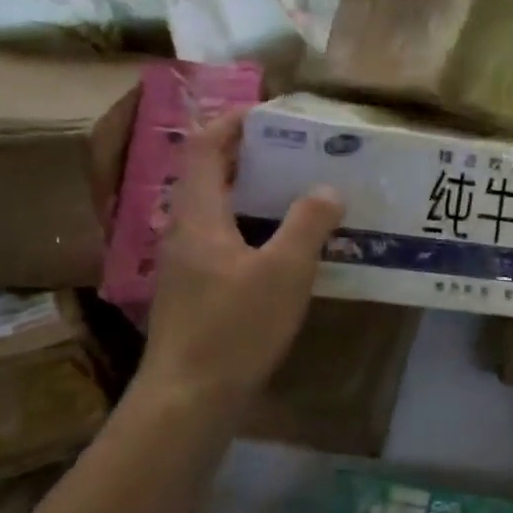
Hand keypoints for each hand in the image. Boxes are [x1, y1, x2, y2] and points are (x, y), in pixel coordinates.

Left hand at [136, 109, 343, 408]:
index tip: (272, 114)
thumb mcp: (284, 272)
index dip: (234, 122)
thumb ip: (308, 224)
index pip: (206, 148)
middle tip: (300, 153)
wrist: (190, 397)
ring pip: (220, 212)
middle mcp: (185, 231)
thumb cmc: (235, 327)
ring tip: (301, 194)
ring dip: (255, 195)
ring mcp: (187, 264)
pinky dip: (254, 229)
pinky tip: (287, 249)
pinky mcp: (196, 292)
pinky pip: (225, 241)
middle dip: (252, 157)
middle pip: (212, 177)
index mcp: (198, 216)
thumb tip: (327, 188)